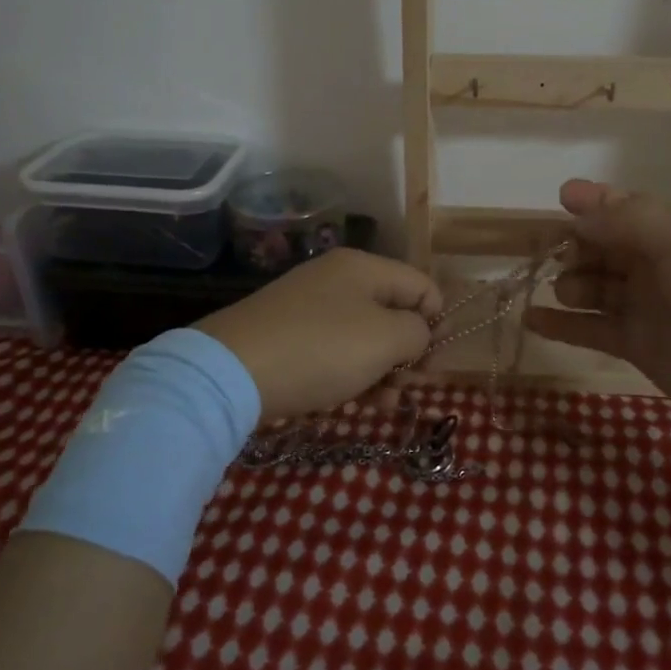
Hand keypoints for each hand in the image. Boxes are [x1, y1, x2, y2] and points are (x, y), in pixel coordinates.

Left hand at [196, 248, 442, 420]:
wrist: (233, 371)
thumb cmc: (321, 349)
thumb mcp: (384, 339)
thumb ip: (417, 332)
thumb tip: (418, 333)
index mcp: (364, 267)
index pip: (421, 285)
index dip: (437, 322)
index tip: (434, 363)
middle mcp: (338, 279)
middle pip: (393, 311)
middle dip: (409, 350)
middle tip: (409, 386)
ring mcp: (310, 307)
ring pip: (365, 335)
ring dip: (384, 368)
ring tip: (386, 402)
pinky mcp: (290, 335)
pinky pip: (336, 350)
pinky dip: (353, 372)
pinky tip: (358, 401)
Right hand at [525, 179, 670, 449]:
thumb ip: (626, 218)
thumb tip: (574, 200)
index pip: (626, 209)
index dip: (593, 205)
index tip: (559, 203)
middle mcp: (663, 263)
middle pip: (605, 247)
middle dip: (578, 247)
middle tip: (557, 257)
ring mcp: (651, 306)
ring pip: (597, 287)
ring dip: (572, 283)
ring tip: (566, 290)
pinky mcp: (640, 346)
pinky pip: (593, 329)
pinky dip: (563, 325)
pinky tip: (532, 319)